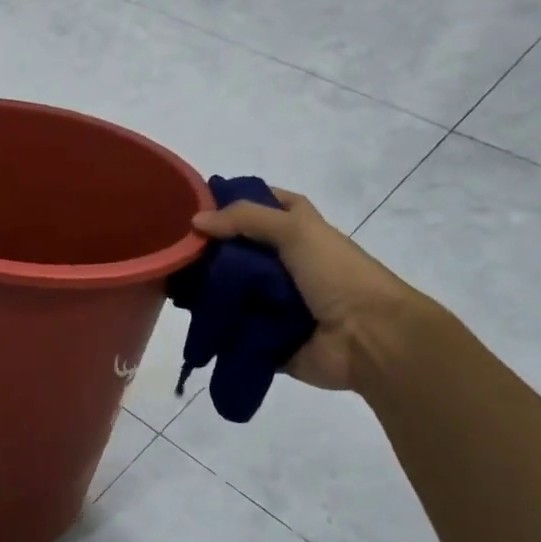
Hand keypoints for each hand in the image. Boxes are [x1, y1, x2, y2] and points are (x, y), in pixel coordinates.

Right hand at [191, 189, 427, 392]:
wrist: (370, 339)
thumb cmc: (338, 275)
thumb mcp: (297, 230)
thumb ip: (246, 219)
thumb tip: (195, 221)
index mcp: (300, 233)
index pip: (264, 206)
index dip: (235, 202)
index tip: (195, 206)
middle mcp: (286, 265)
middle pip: (239, 251)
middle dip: (208, 251)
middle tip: (171, 251)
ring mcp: (276, 303)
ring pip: (231, 291)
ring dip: (206, 291)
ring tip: (170, 286)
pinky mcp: (268, 338)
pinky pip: (232, 330)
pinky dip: (215, 327)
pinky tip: (187, 320)